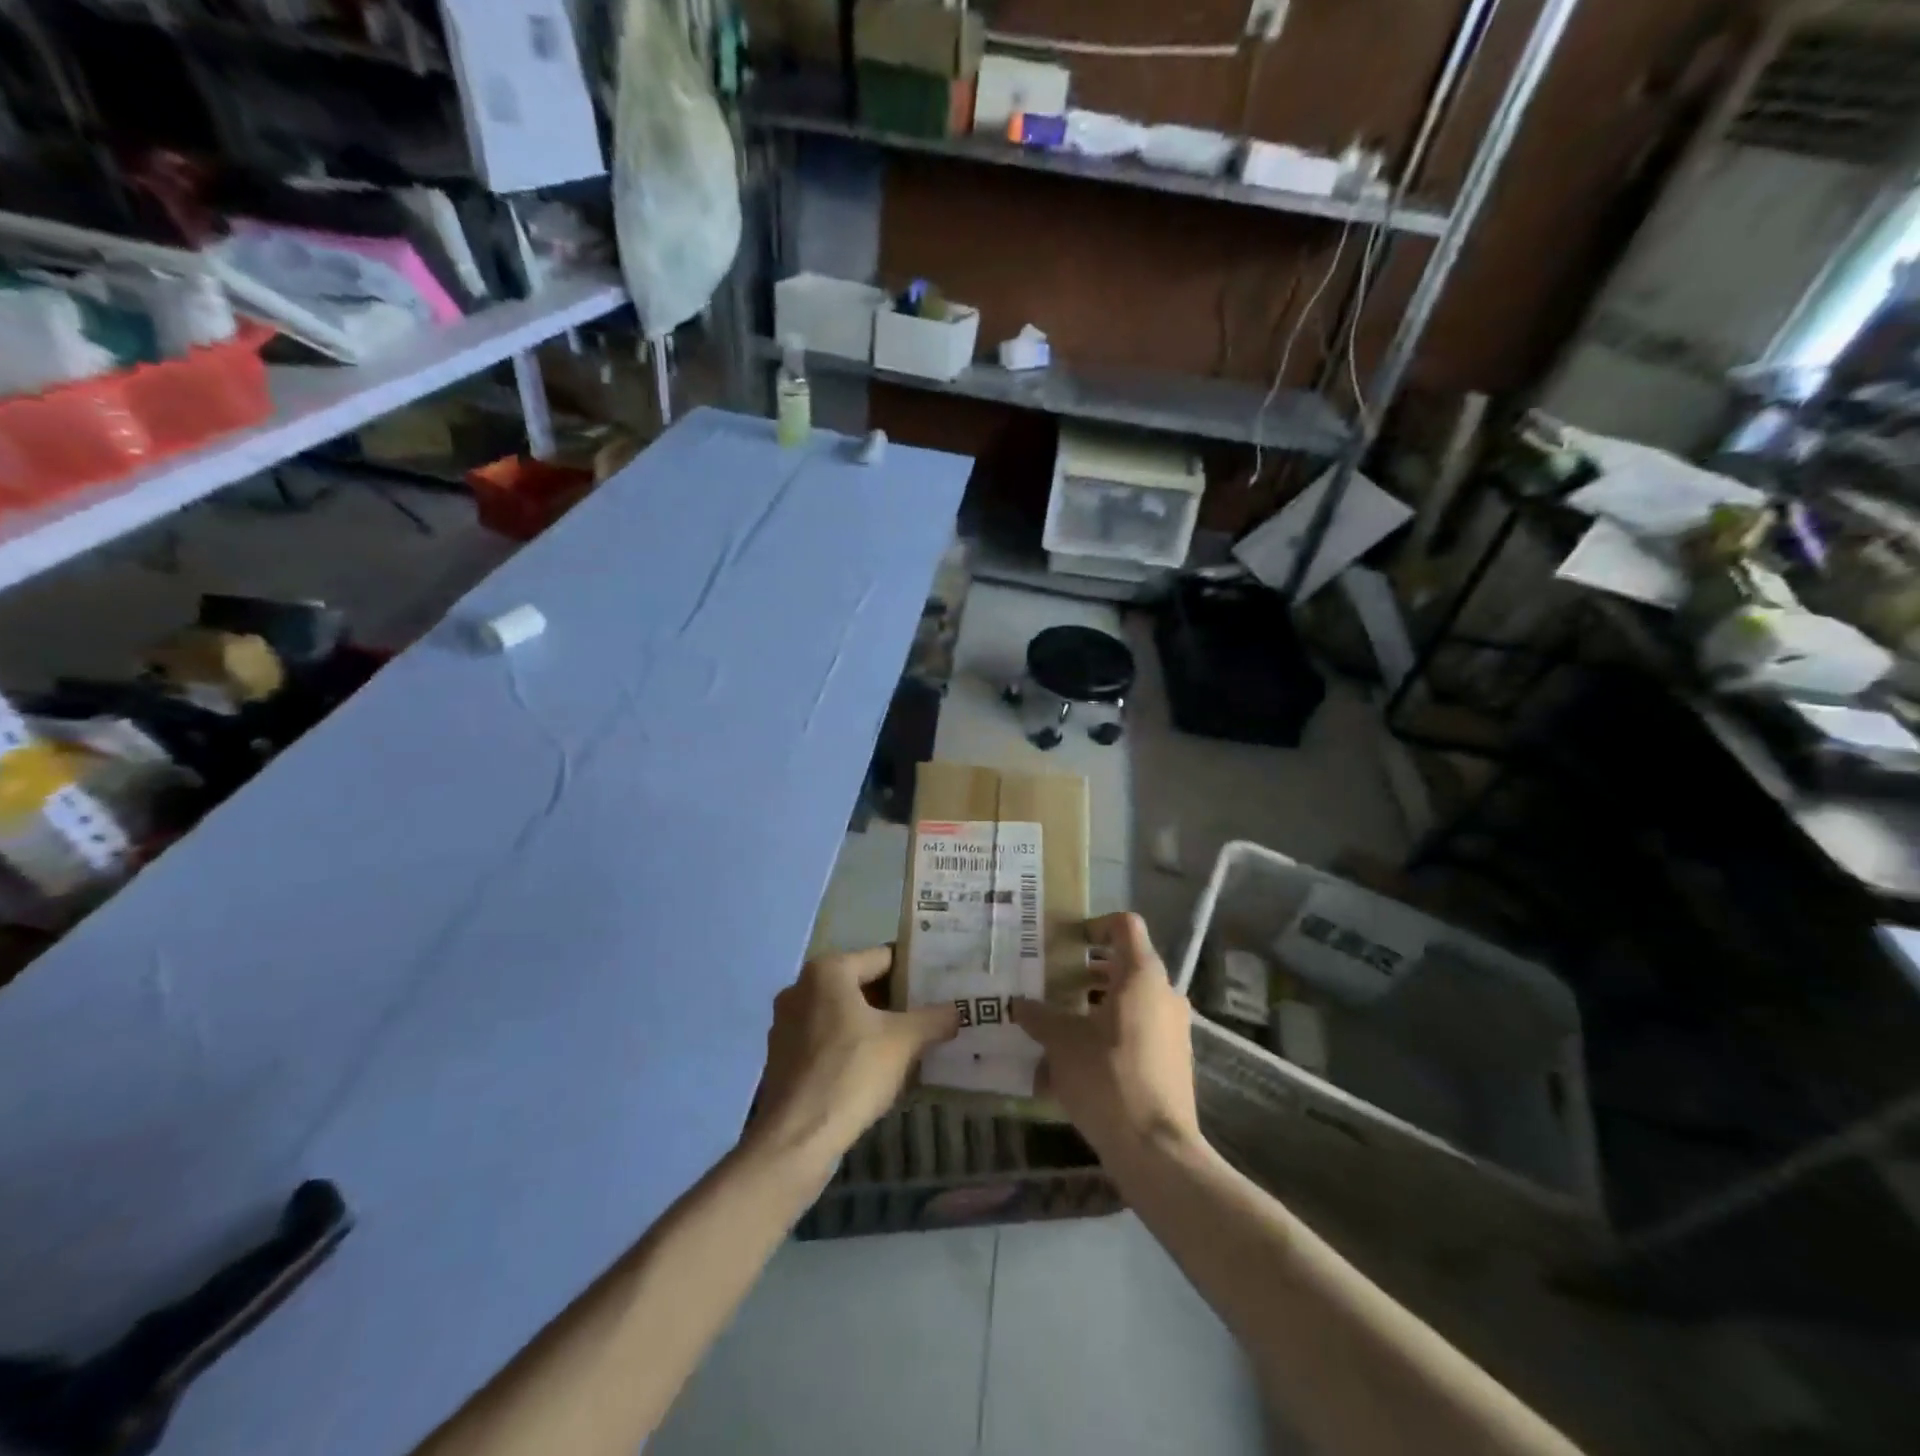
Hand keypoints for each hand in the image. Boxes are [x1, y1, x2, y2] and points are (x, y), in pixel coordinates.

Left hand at [749, 946, 959, 1166]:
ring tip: (909, 1042)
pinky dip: (851, 1046)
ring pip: (843, 1014)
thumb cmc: (851, 1073)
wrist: (795, 1139)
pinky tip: (875, 1069)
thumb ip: (934, 1019)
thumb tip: (956, 1011)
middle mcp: (801, 987)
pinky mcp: (781, 1057)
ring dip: (873, 1025)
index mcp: (827, 971)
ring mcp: (786, 1023)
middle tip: (931, 1014)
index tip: (940, 985)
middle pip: (861, 984)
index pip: (884, 957)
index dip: (915, 971)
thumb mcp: (904, 1041)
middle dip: (896, 1000)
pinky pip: (826, 1039)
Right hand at [1011, 912, 1201, 1163]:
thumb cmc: (1107, 1078)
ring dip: (1096, 1005)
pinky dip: (1110, 1033)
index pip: (1125, 925)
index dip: (1095, 925)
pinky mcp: (1174, 1060)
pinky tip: (1078, 1062)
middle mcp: (1164, 993)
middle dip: (1087, 973)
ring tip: (1059, 1025)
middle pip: (1125, 965)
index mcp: (1141, 975)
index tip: (1067, 942)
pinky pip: (1139, 1031)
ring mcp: (1174, 1028)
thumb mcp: (1061, 1043)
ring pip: (1131, 1000)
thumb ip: (1039, 1017)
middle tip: (1052, 984)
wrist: (1156, 1149)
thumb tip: (1018, 1004)